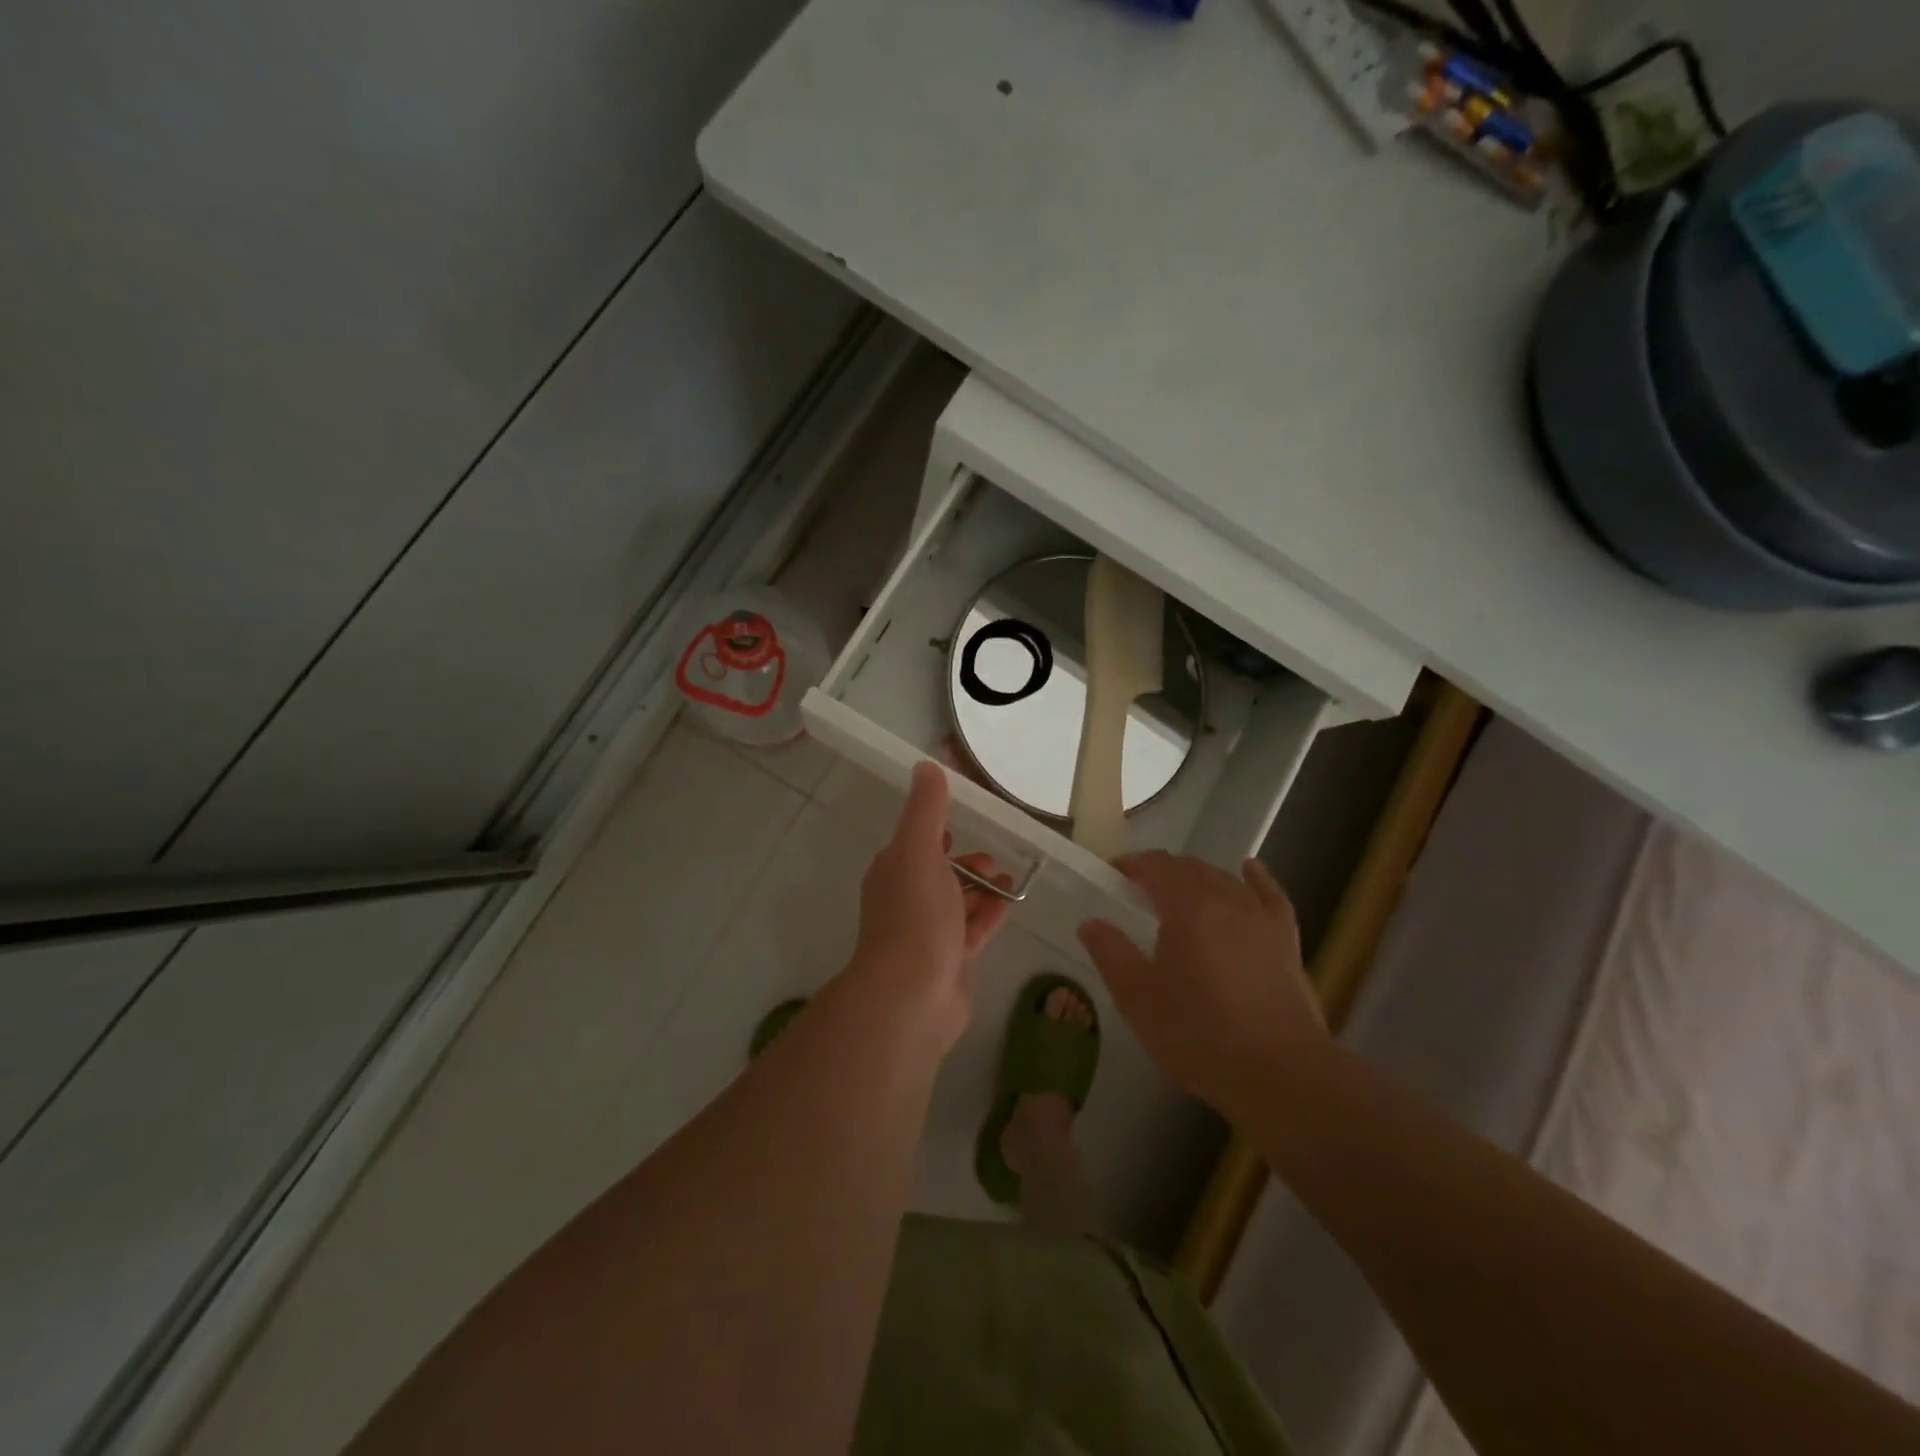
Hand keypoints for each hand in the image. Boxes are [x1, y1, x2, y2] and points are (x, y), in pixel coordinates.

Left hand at [847, 762, 1012, 1050]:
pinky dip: (989, 916)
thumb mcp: (919, 849)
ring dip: (980, 889)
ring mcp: (925, 935)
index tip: (964, 823)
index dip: (938, 832)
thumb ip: (926, 808)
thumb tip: (926, 765)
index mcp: (893, 872)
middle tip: (994, 860)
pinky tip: (1010, 906)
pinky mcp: (947, 963)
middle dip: (965, 864)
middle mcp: (905, 901)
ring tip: (1008, 879)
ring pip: (956, 904)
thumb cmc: (915, 914)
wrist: (912, 994)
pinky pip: (971, 932)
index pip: (915, 844)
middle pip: (938, 874)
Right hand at [1077, 851, 1325, 1115]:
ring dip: (1198, 878)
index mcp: (1186, 906)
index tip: (1113, 875)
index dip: (1133, 865)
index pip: (1157, 866)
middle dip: (1162, 871)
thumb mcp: (1138, 999)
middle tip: (1139, 891)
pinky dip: (1256, 878)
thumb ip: (1111, 953)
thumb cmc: (1198, 1033)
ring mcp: (1260, 917)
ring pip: (1224, 880)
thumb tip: (1090, 922)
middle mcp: (1226, 899)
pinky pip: (1269, 895)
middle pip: (1190, 868)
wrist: (1279, 1072)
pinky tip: (1248, 870)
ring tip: (1180, 893)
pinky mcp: (1285, 940)